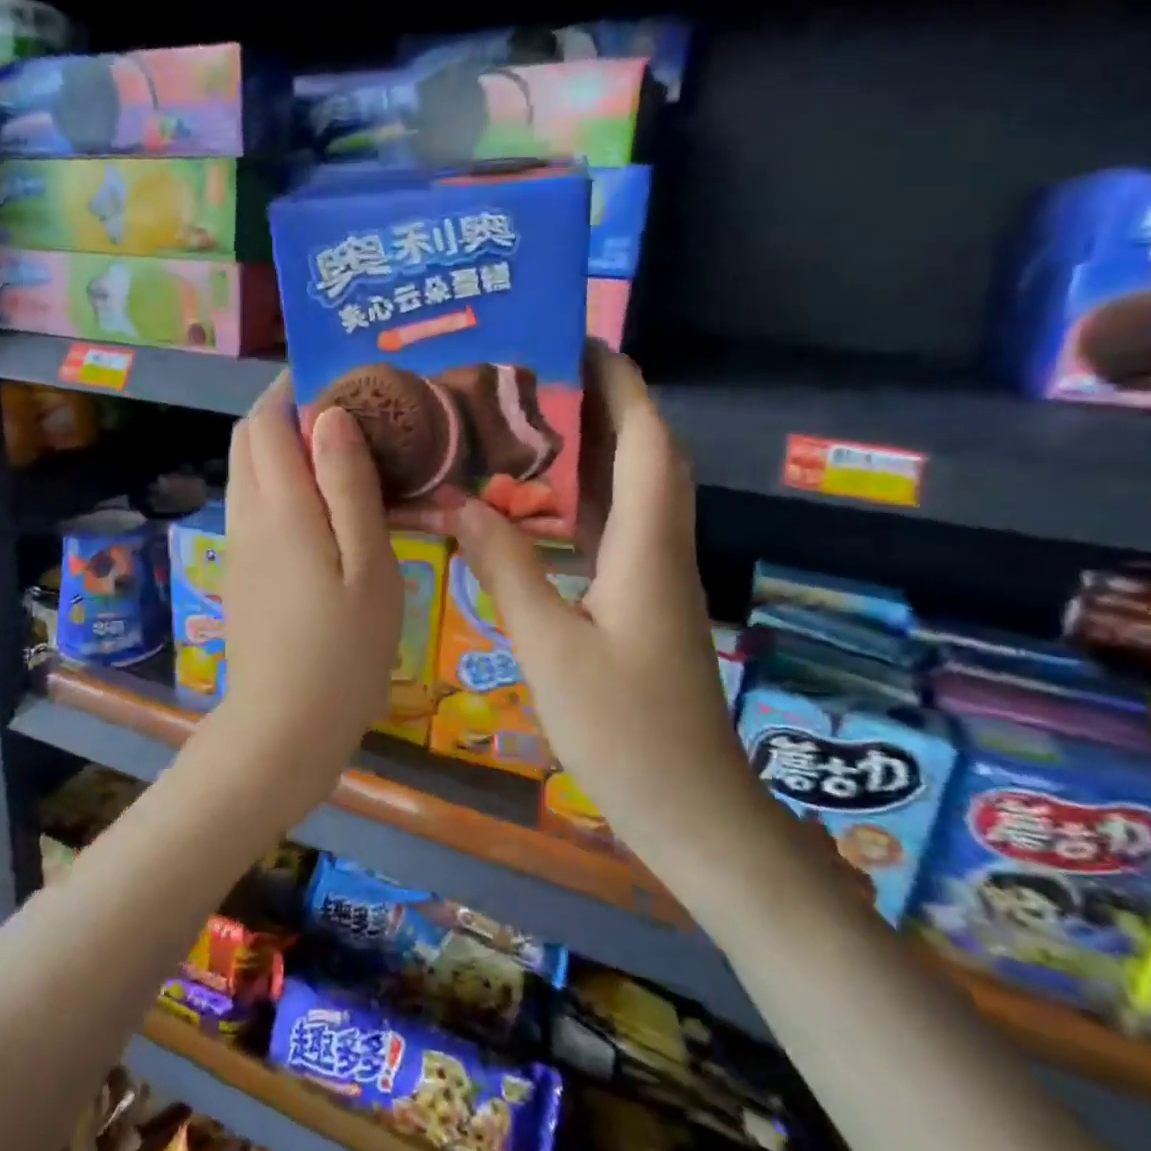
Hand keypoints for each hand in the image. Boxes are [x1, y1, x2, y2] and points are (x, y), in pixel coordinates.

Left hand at [208, 373, 401, 816]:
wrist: (284, 728)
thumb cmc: (343, 649)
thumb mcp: (368, 565)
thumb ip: (349, 486)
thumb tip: (330, 415)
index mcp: (280, 506)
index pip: (266, 419)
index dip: (293, 388)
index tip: (338, 378)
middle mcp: (247, 515)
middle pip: (248, 439)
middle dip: (284, 411)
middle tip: (347, 414)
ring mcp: (238, 545)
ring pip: (247, 471)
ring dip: (280, 447)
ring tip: (340, 453)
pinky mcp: (242, 571)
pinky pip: (253, 504)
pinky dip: (279, 482)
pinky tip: (323, 505)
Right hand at [440, 346, 772, 882]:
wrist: (692, 810)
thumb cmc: (625, 730)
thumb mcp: (550, 646)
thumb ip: (505, 568)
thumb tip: (458, 502)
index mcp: (647, 547)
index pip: (647, 440)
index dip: (621, 384)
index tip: (580, 340)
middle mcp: (659, 548)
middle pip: (643, 453)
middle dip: (600, 402)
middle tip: (533, 373)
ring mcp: (651, 576)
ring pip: (627, 490)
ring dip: (588, 448)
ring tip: (523, 420)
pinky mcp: (638, 601)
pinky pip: (610, 528)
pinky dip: (577, 499)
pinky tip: (532, 500)